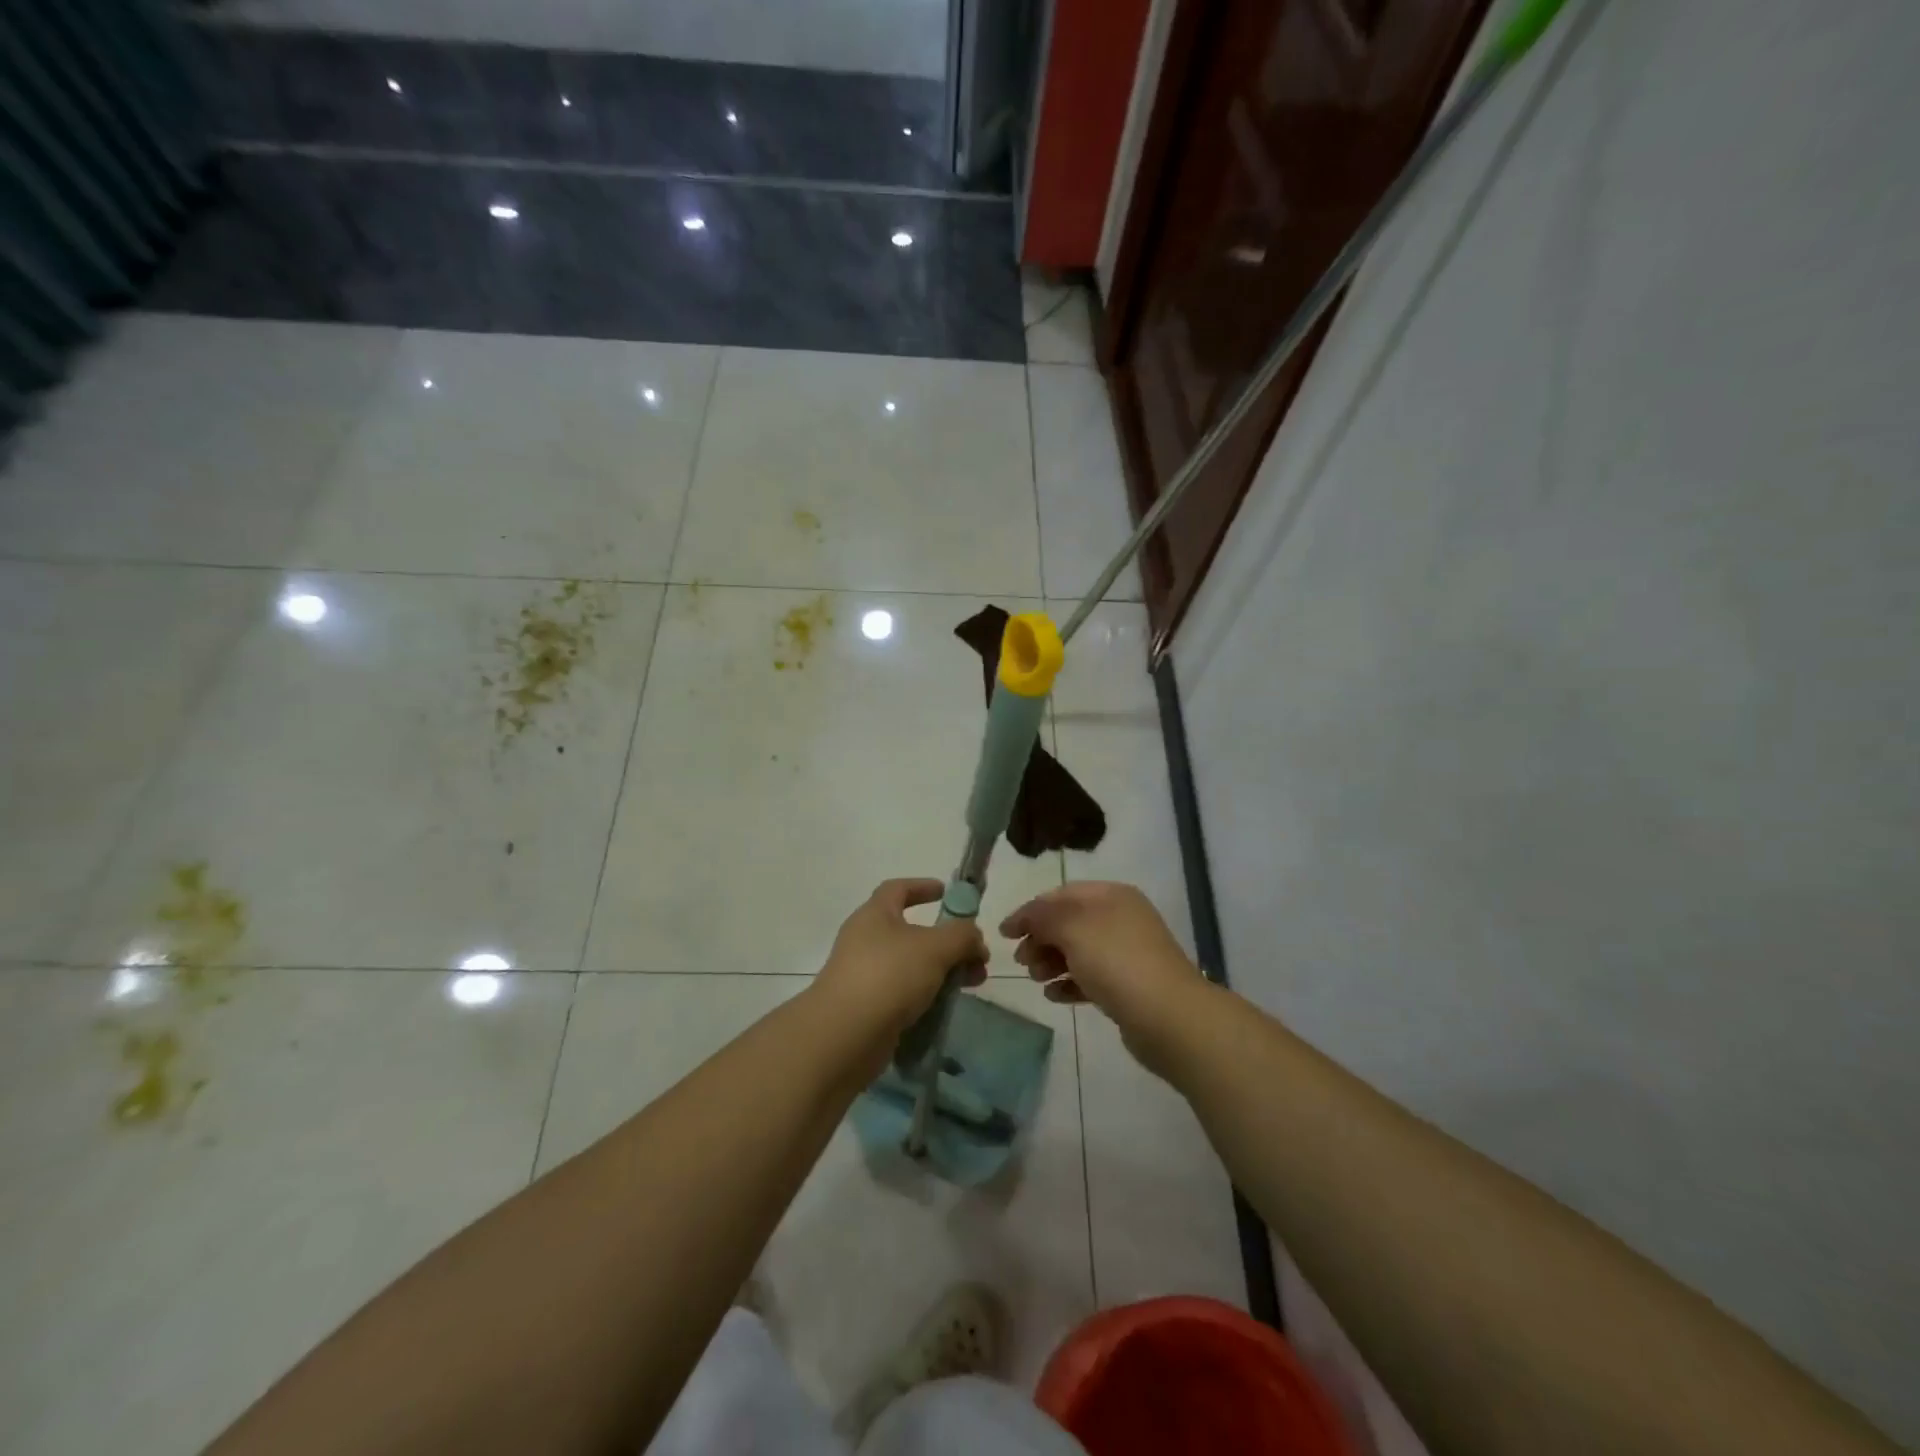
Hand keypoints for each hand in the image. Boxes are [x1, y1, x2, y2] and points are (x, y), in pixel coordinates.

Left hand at [814, 879, 987, 1043]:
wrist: (844, 1036)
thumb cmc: (889, 976)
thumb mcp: (935, 947)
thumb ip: (962, 935)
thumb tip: (974, 938)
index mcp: (875, 914)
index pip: (898, 889)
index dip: (923, 886)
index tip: (946, 893)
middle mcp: (865, 940)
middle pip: (911, 931)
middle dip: (948, 941)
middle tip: (976, 956)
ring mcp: (864, 975)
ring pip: (911, 965)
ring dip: (943, 970)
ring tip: (971, 984)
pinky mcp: (867, 1007)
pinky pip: (903, 993)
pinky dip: (926, 996)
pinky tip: (945, 1008)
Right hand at [1000, 882, 1206, 1076]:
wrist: (1168, 1016)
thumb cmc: (1116, 961)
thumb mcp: (1072, 928)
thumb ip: (1042, 917)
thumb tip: (1024, 918)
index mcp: (1111, 896)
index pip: (1061, 895)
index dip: (1030, 911)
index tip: (1004, 934)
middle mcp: (1120, 918)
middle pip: (1069, 923)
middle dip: (1040, 939)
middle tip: (1022, 961)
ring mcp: (1126, 953)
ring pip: (1078, 951)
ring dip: (1051, 962)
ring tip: (1036, 980)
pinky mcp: (1128, 986)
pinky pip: (1090, 977)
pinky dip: (1069, 983)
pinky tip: (1053, 996)